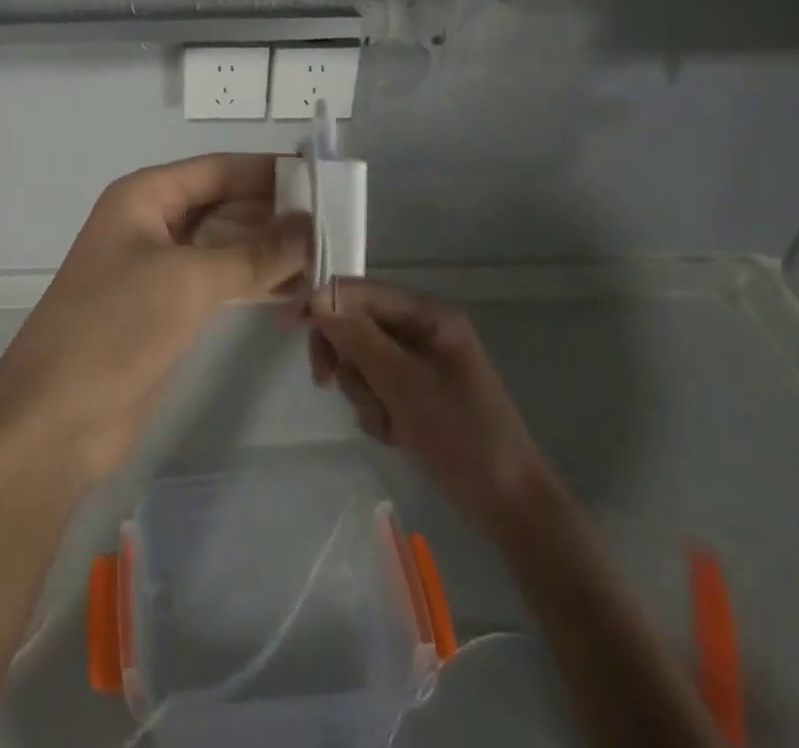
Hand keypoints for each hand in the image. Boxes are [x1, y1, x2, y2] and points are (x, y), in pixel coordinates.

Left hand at [0, 154, 309, 484]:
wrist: (56, 418)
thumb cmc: (116, 326)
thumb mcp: (189, 281)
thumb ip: (254, 253)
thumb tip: (310, 226)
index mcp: (146, 196)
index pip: (219, 169)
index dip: (269, 171)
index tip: (323, 178)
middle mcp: (152, 223)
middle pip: (225, 206)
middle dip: (276, 216)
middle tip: (337, 227)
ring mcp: (159, 268)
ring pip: (226, 247)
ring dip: (271, 253)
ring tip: (328, 261)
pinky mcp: (168, 310)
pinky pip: (220, 283)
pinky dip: (255, 285)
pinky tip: (297, 294)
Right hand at [309, 278, 545, 524]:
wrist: (510, 506)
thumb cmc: (461, 436)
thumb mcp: (403, 384)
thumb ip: (358, 338)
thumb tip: (316, 297)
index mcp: (428, 315)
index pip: (361, 292)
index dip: (322, 303)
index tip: (287, 326)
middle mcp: (423, 330)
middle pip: (358, 324)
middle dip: (345, 357)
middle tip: (325, 383)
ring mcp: (421, 363)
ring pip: (363, 360)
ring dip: (363, 391)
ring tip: (386, 422)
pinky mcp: (418, 394)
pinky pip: (377, 387)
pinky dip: (377, 409)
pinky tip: (396, 435)